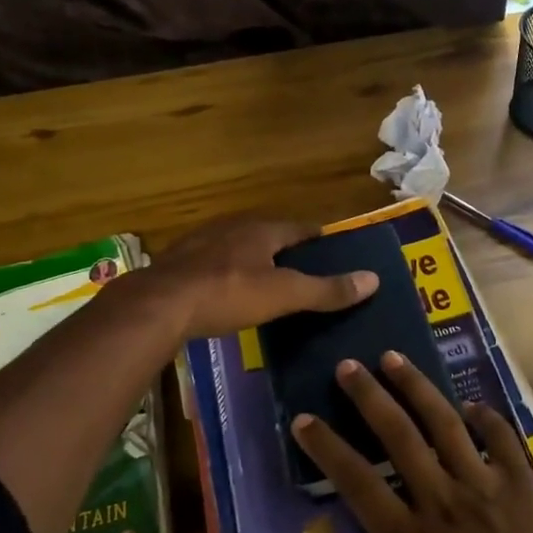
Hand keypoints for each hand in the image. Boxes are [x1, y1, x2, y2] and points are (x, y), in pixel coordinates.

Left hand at [138, 219, 377, 339]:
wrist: (158, 305)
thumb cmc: (228, 293)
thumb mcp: (284, 295)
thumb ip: (326, 289)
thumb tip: (374, 279)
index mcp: (261, 230)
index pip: (300, 228)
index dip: (318, 238)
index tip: (334, 249)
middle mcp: (232, 227)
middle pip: (268, 234)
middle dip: (286, 249)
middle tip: (304, 270)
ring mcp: (201, 243)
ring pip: (238, 247)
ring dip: (254, 260)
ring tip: (269, 282)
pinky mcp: (178, 264)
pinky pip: (213, 264)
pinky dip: (227, 274)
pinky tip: (227, 293)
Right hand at [291, 351, 532, 532]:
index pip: (358, 484)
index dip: (328, 449)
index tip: (304, 420)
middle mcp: (441, 501)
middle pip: (397, 436)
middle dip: (368, 396)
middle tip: (348, 366)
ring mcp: (483, 485)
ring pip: (442, 423)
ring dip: (416, 387)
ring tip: (393, 357)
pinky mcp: (520, 482)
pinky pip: (499, 437)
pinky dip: (485, 417)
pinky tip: (472, 404)